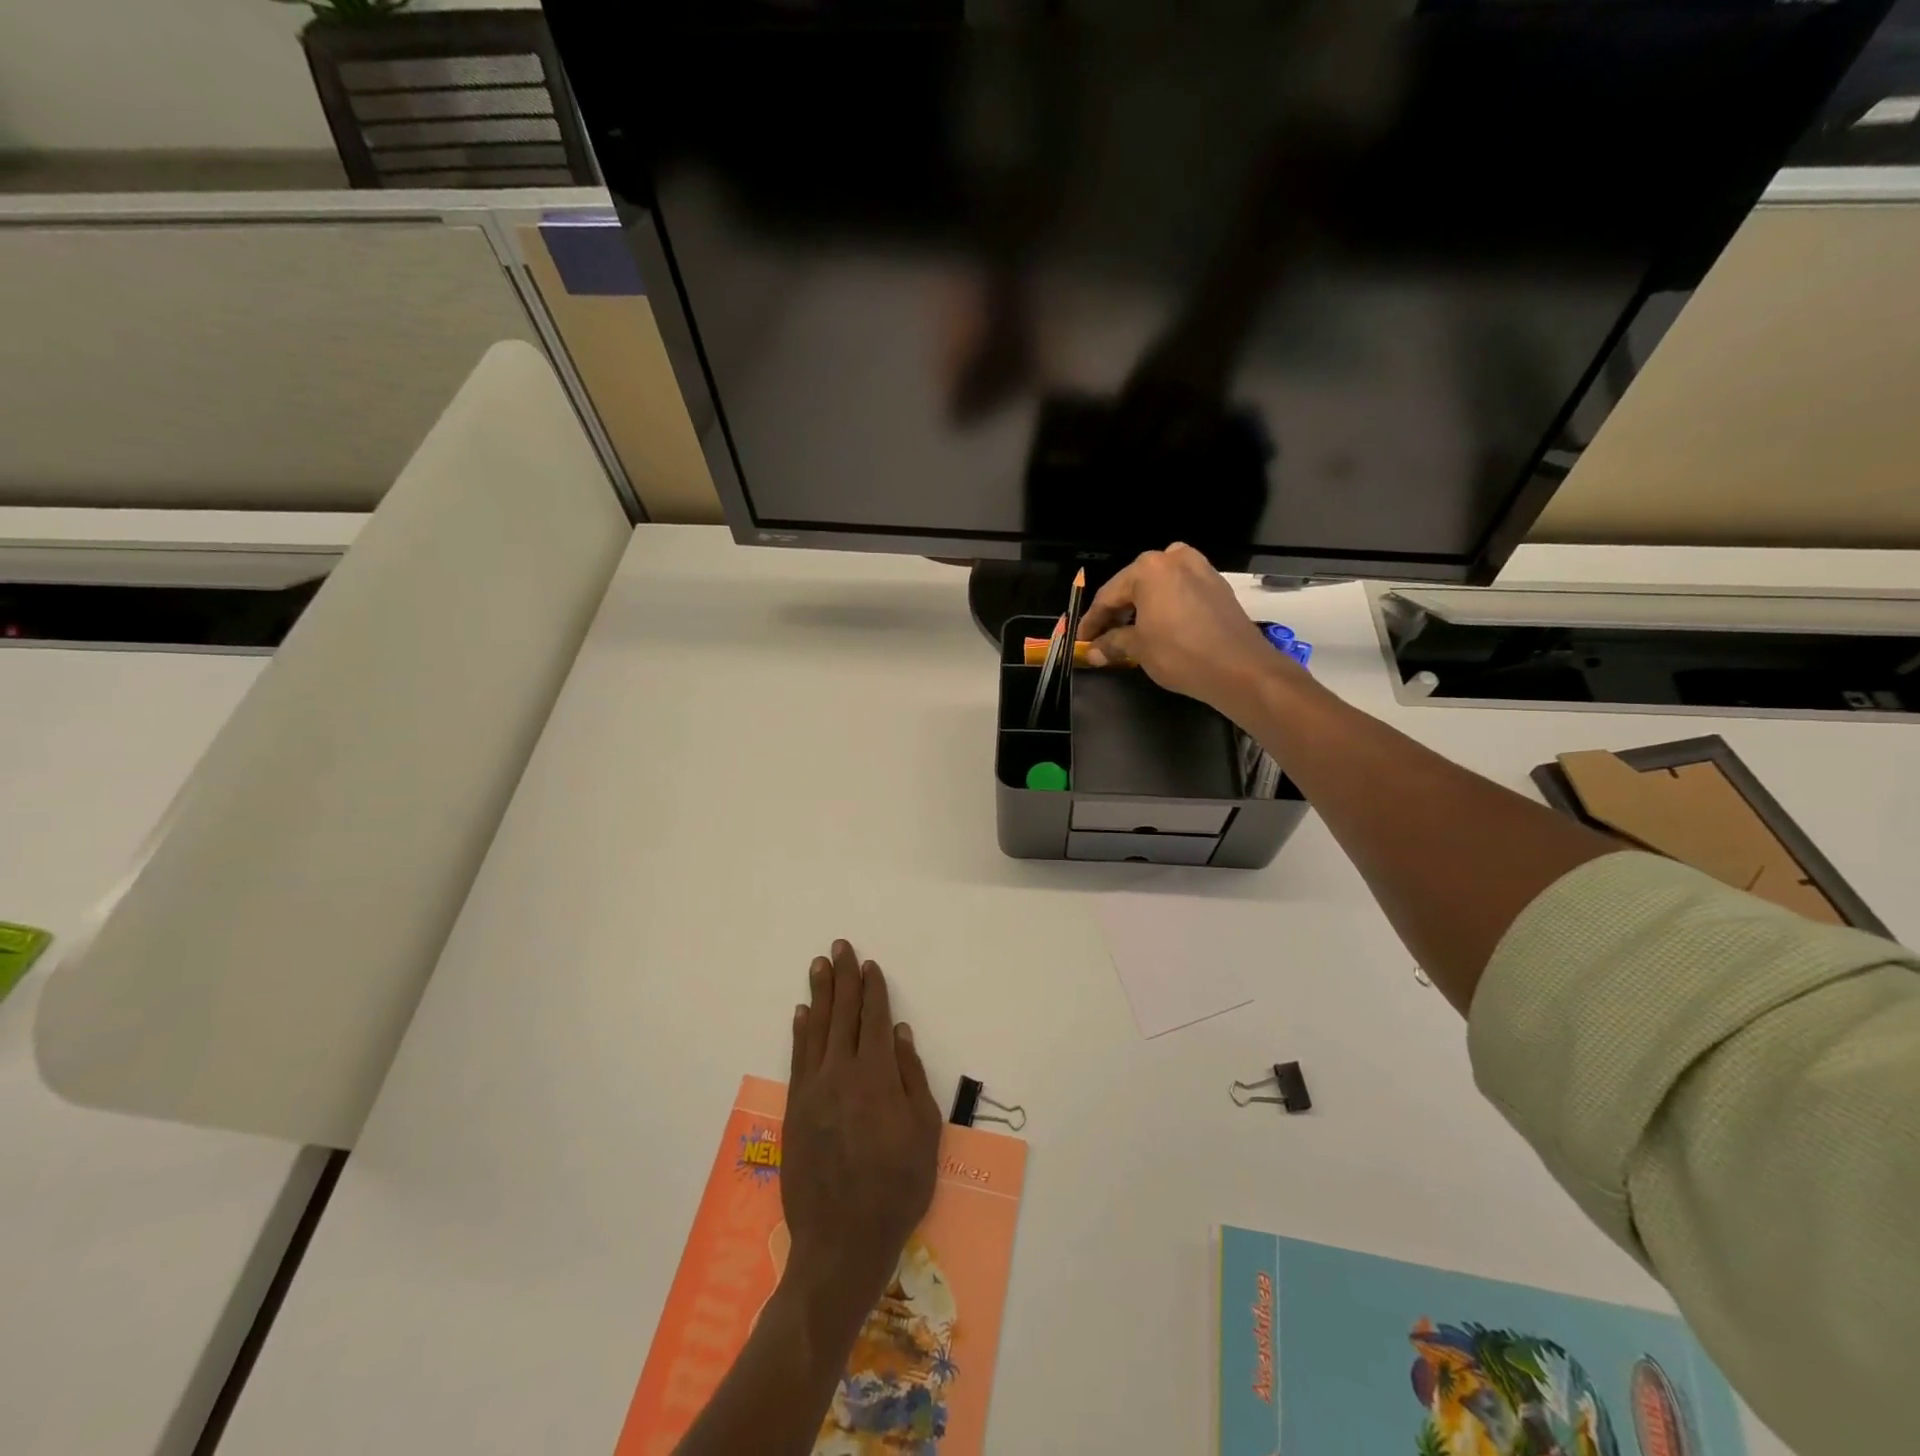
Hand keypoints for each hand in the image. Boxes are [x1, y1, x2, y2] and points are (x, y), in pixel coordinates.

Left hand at [783, 940, 941, 1313]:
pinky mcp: (794, 1109)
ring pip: (816, 1029)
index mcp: (876, 1076)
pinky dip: (800, 1031)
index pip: (873, 1019)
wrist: (842, 1241)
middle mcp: (841, 1073)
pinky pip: (797, 1057)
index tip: (870, 965)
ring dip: (819, 994)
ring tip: (819, 966)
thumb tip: (898, 1032)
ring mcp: (813, 1089)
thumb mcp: (924, 1133)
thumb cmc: (896, 1188)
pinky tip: (801, 1013)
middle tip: (840, 947)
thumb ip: (911, 1077)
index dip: (872, 989)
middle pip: (842, 1014)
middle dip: (843, 978)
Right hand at [1077, 543, 1282, 712]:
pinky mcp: (1217, 585)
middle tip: (1103, 637)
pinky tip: (1160, 627)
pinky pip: (1180, 591)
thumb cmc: (1179, 653)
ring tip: (1130, 633)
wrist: (1239, 668)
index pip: (1108, 595)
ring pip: (1159, 586)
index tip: (1081, 640)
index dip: (1092, 621)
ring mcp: (1200, 568)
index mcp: (1149, 568)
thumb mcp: (1138, 649)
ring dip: (1142, 607)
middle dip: (1117, 612)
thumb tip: (1093, 651)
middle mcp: (1174, 559)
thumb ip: (1111, 643)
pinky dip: (1166, 606)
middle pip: (1134, 585)